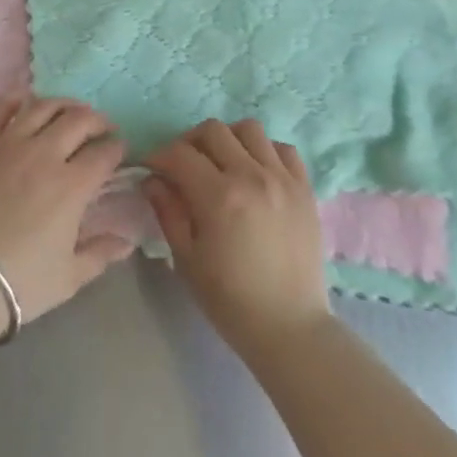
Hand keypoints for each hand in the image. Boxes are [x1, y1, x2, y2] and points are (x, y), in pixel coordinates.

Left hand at [0, 96, 132, 327]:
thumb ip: (101, 253)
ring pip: (41, 107)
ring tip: (67, 111)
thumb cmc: (18, 282)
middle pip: (78, 120)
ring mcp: (8, 144)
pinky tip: (24, 104)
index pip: (104, 153)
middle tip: (100, 128)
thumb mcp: (69, 277)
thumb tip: (127, 241)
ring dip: (62, 105)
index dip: (117, 148)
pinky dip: (16, 101)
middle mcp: (44, 154)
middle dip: (96, 120)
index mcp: (72, 185)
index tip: (119, 150)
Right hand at [144, 119, 332, 361]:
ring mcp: (283, 179)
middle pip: (213, 130)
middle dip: (189, 142)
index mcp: (219, 196)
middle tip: (182, 165)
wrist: (290, 327)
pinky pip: (283, 149)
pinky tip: (255, 172)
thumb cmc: (230, 300)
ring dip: (227, 139)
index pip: (180, 154)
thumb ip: (168, 211)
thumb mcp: (186, 259)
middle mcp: (252, 176)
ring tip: (221, 162)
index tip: (151, 168)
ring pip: (249, 129)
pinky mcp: (305, 188)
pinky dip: (264, 151)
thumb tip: (152, 180)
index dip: (159, 156)